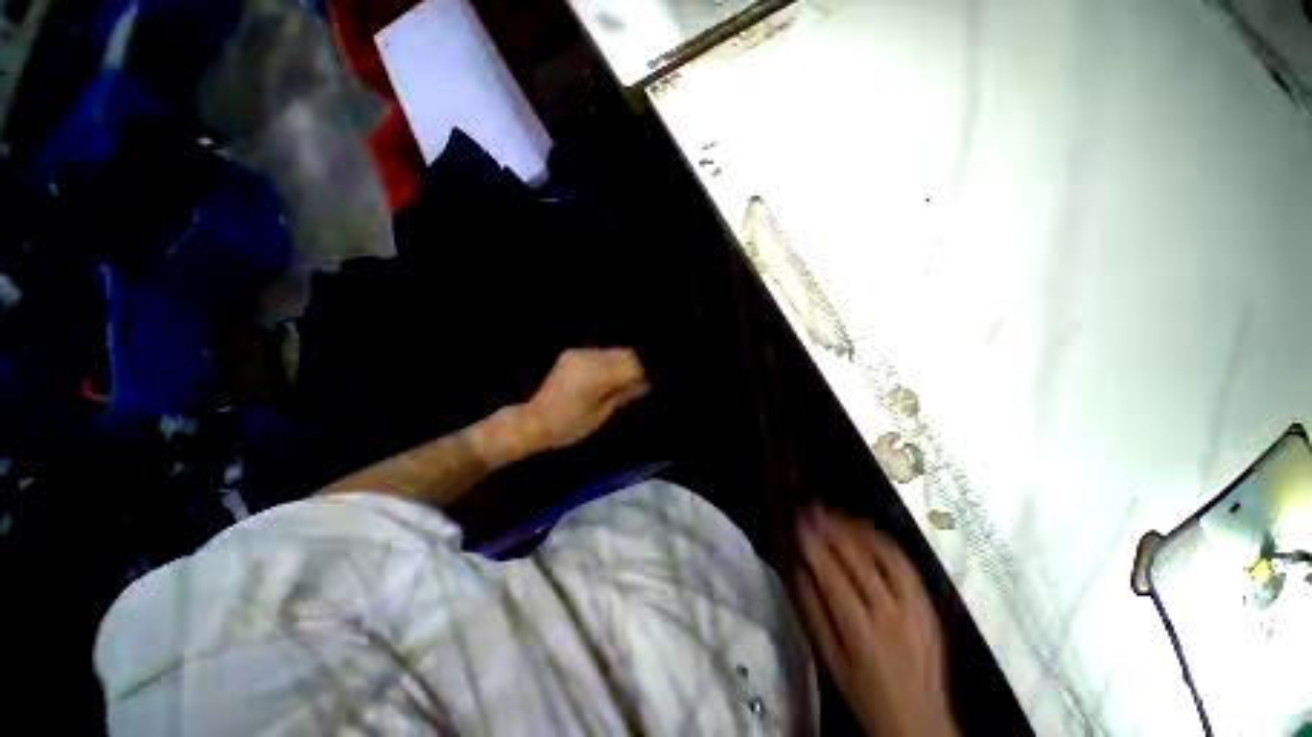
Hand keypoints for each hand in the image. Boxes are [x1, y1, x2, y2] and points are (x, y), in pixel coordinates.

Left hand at [519, 348, 648, 452]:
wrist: (533, 421)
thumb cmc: (568, 426)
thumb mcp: (600, 415)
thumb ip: (623, 394)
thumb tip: (643, 383)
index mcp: (594, 375)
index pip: (631, 364)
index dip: (643, 374)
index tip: (646, 386)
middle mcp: (587, 358)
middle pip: (625, 353)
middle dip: (634, 367)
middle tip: (637, 385)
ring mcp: (578, 353)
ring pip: (613, 352)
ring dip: (622, 364)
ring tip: (622, 383)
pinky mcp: (573, 354)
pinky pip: (600, 354)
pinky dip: (610, 363)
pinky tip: (608, 378)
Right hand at [796, 509, 958, 736]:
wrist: (919, 721)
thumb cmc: (863, 692)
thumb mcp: (829, 659)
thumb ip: (812, 611)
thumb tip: (797, 566)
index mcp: (861, 632)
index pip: (832, 575)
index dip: (813, 544)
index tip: (798, 521)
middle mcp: (891, 614)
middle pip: (859, 559)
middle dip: (832, 528)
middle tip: (813, 508)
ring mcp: (915, 607)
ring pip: (885, 555)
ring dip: (857, 528)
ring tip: (836, 514)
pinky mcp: (929, 605)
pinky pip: (906, 563)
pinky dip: (882, 541)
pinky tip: (866, 531)